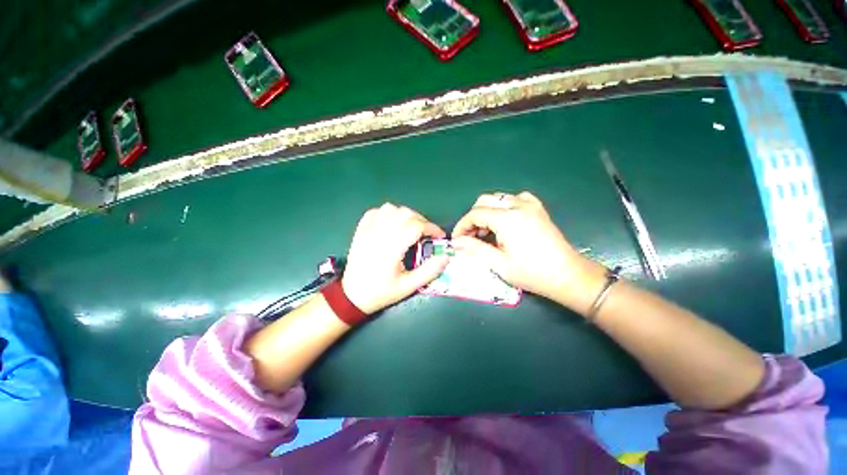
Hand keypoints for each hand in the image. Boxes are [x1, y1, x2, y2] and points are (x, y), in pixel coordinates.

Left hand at [342, 203, 449, 314]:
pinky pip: (375, 212)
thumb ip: (429, 271)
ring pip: (391, 208)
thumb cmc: (382, 292)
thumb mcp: (409, 286)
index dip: (432, 228)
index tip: (440, 236)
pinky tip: (392, 224)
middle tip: (427, 234)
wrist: (352, 296)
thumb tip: (446, 256)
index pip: (416, 226)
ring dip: (405, 215)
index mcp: (391, 247)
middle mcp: (379, 234)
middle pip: (405, 213)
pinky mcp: (360, 230)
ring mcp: (367, 230)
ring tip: (410, 228)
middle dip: (422, 221)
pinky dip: (387, 213)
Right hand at [451, 192, 604, 311]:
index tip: (457, 239)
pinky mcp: (538, 209)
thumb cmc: (532, 273)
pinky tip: (505, 221)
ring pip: (498, 198)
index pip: (475, 214)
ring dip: (487, 212)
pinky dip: (504, 207)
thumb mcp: (499, 264)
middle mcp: (518, 205)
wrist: (568, 276)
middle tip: (470, 236)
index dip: (462, 225)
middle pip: (484, 201)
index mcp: (507, 219)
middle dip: (472, 217)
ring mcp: (530, 205)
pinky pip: (515, 199)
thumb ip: (475, 248)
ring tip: (486, 232)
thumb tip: (456, 242)